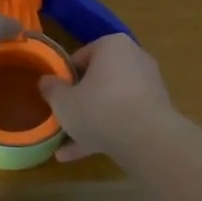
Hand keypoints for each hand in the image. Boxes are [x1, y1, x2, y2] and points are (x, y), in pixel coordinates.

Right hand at [38, 33, 174, 161]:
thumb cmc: (99, 108)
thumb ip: (51, 89)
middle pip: (99, 81)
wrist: (146, 138)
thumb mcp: (63, 101)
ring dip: (89, 122)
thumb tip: (45, 81)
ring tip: (64, 146)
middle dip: (79, 102)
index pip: (82, 56)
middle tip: (61, 118)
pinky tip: (80, 154)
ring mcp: (149, 87)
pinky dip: (105, 133)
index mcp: (113, 46)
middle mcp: (135, 60)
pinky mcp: (156, 113)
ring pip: (111, 103)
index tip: (55, 95)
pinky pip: (124, 119)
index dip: (65, 77)